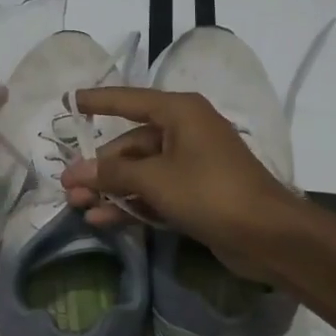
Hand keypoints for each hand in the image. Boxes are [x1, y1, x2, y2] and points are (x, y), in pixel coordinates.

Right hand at [57, 86, 297, 271]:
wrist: (267, 235)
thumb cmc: (210, 192)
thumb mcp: (155, 180)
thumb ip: (112, 174)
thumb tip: (74, 172)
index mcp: (180, 113)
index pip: (130, 100)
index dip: (99, 101)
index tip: (70, 101)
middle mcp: (185, 132)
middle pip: (132, 144)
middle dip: (100, 167)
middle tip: (68, 186)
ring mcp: (192, 165)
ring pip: (141, 172)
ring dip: (111, 189)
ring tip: (78, 205)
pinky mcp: (195, 194)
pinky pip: (155, 192)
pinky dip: (131, 203)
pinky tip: (103, 219)